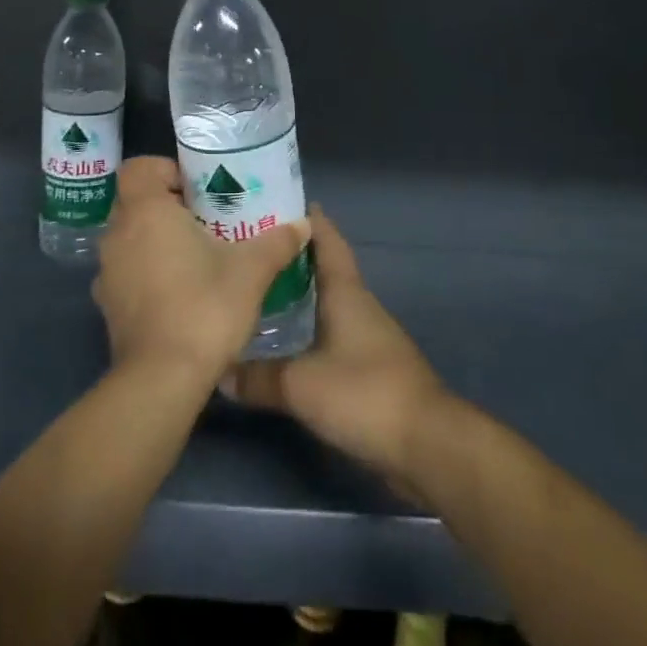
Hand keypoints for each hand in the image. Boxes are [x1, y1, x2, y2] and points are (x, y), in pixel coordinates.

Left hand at [92, 155, 310, 384]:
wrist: (162, 381)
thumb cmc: (204, 307)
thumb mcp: (251, 270)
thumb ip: (277, 242)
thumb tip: (303, 223)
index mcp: (146, 211)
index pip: (138, 168)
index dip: (164, 170)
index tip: (196, 190)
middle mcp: (118, 234)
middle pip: (134, 201)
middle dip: (165, 205)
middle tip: (203, 218)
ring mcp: (107, 273)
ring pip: (129, 238)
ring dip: (154, 239)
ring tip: (193, 255)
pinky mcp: (107, 307)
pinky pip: (126, 272)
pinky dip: (145, 273)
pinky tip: (177, 291)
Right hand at [225, 207, 446, 493]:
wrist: (425, 443)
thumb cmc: (364, 393)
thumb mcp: (300, 385)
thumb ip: (258, 377)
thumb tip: (220, 369)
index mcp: (345, 291)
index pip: (327, 238)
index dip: (306, 218)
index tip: (275, 202)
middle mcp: (357, 303)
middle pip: (324, 267)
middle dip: (292, 256)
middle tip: (252, 249)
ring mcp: (367, 335)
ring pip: (327, 301)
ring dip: (299, 293)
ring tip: (259, 291)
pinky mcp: (369, 367)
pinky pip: (331, 332)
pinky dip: (308, 327)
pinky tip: (285, 342)